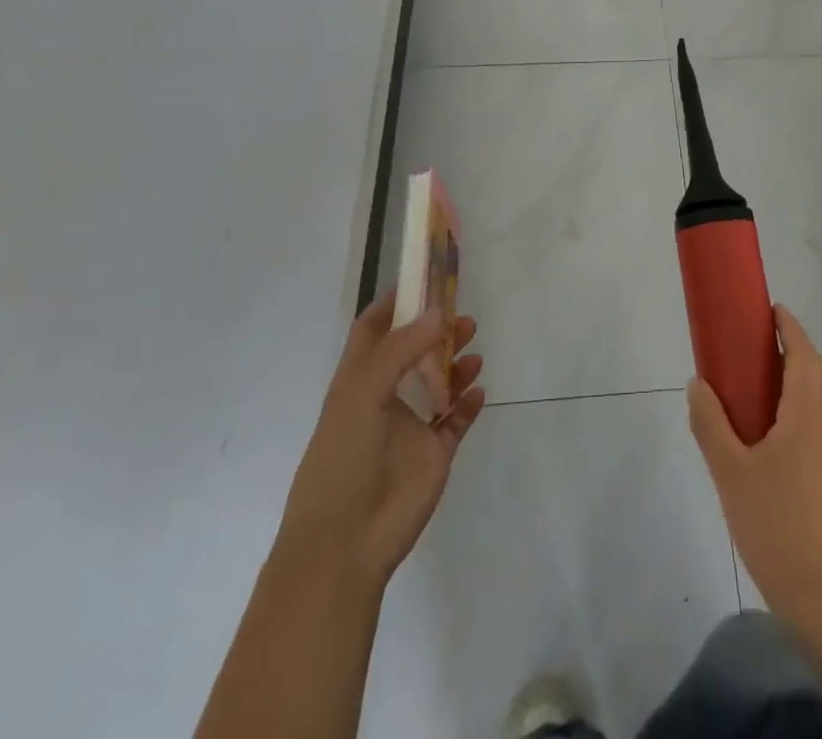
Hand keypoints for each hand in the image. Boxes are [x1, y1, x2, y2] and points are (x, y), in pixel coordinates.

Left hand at [277, 293, 486, 591]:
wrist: (344, 544)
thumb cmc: (342, 460)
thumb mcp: (362, 394)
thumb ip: (402, 350)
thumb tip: (439, 313)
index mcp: (357, 382)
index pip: (374, 330)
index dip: (396, 303)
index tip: (425, 278)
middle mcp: (385, 399)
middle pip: (414, 351)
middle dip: (437, 330)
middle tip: (463, 316)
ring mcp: (410, 428)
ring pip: (439, 382)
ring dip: (456, 363)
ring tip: (474, 351)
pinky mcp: (433, 455)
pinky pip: (456, 420)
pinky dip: (469, 403)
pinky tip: (479, 391)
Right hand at [688, 306, 821, 622]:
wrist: (819, 592)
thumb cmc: (772, 523)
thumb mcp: (728, 472)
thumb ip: (710, 423)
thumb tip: (698, 383)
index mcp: (806, 415)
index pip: (805, 355)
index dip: (791, 328)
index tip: (772, 310)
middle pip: (820, 370)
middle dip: (797, 349)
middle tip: (762, 345)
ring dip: (802, 377)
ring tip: (765, 385)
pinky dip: (806, 404)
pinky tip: (778, 432)